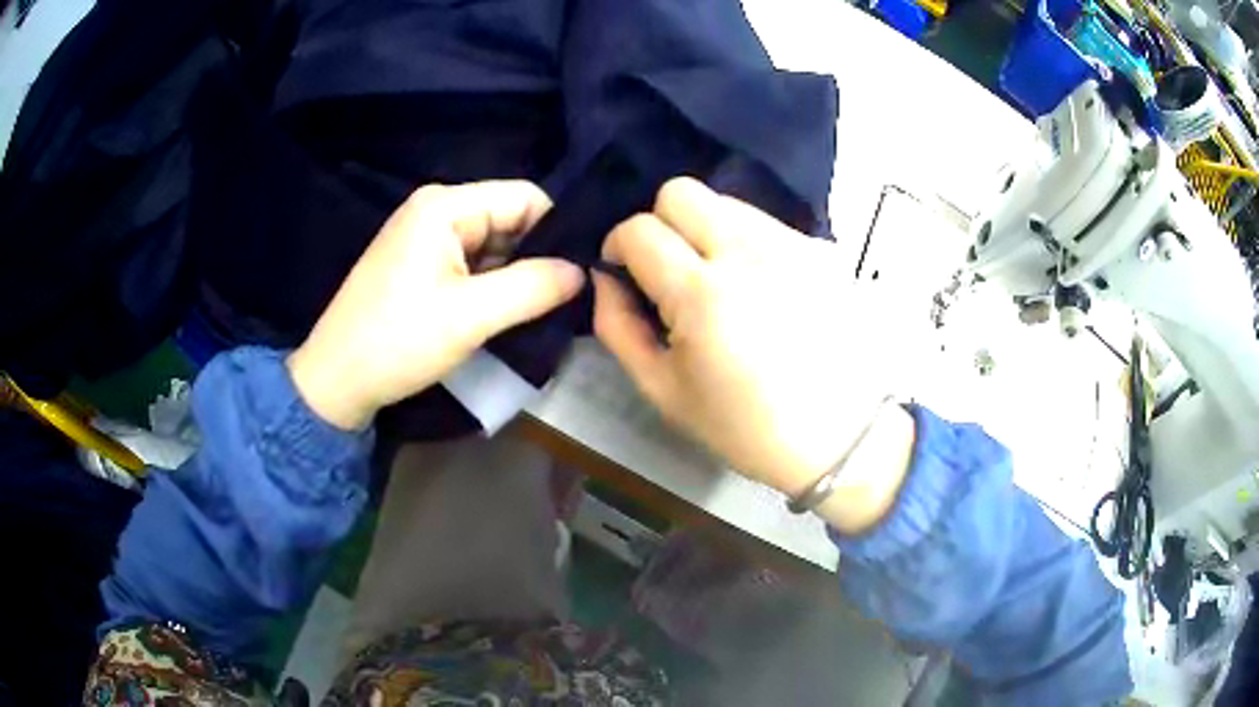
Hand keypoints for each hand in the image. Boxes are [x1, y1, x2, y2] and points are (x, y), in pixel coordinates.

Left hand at [289, 181, 583, 429]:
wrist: (336, 381)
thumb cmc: (398, 341)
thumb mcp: (471, 316)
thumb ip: (533, 288)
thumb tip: (582, 272)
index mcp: (444, 205)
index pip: (524, 197)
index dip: (555, 230)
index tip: (578, 273)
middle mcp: (435, 209)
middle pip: (508, 219)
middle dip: (535, 256)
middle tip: (562, 300)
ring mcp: (425, 237)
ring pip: (492, 244)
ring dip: (514, 276)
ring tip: (537, 311)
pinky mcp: (419, 264)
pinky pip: (471, 263)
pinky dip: (491, 286)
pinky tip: (503, 314)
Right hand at [594, 178, 915, 531]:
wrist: (840, 436)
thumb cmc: (745, 426)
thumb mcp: (664, 391)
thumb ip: (618, 327)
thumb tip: (604, 278)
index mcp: (703, 294)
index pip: (639, 229)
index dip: (617, 244)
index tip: (624, 271)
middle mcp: (747, 252)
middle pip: (681, 191)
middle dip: (658, 221)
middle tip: (667, 267)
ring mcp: (790, 244)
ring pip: (725, 200)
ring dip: (703, 228)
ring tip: (716, 277)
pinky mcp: (819, 249)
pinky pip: (763, 222)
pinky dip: (743, 241)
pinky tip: (756, 285)